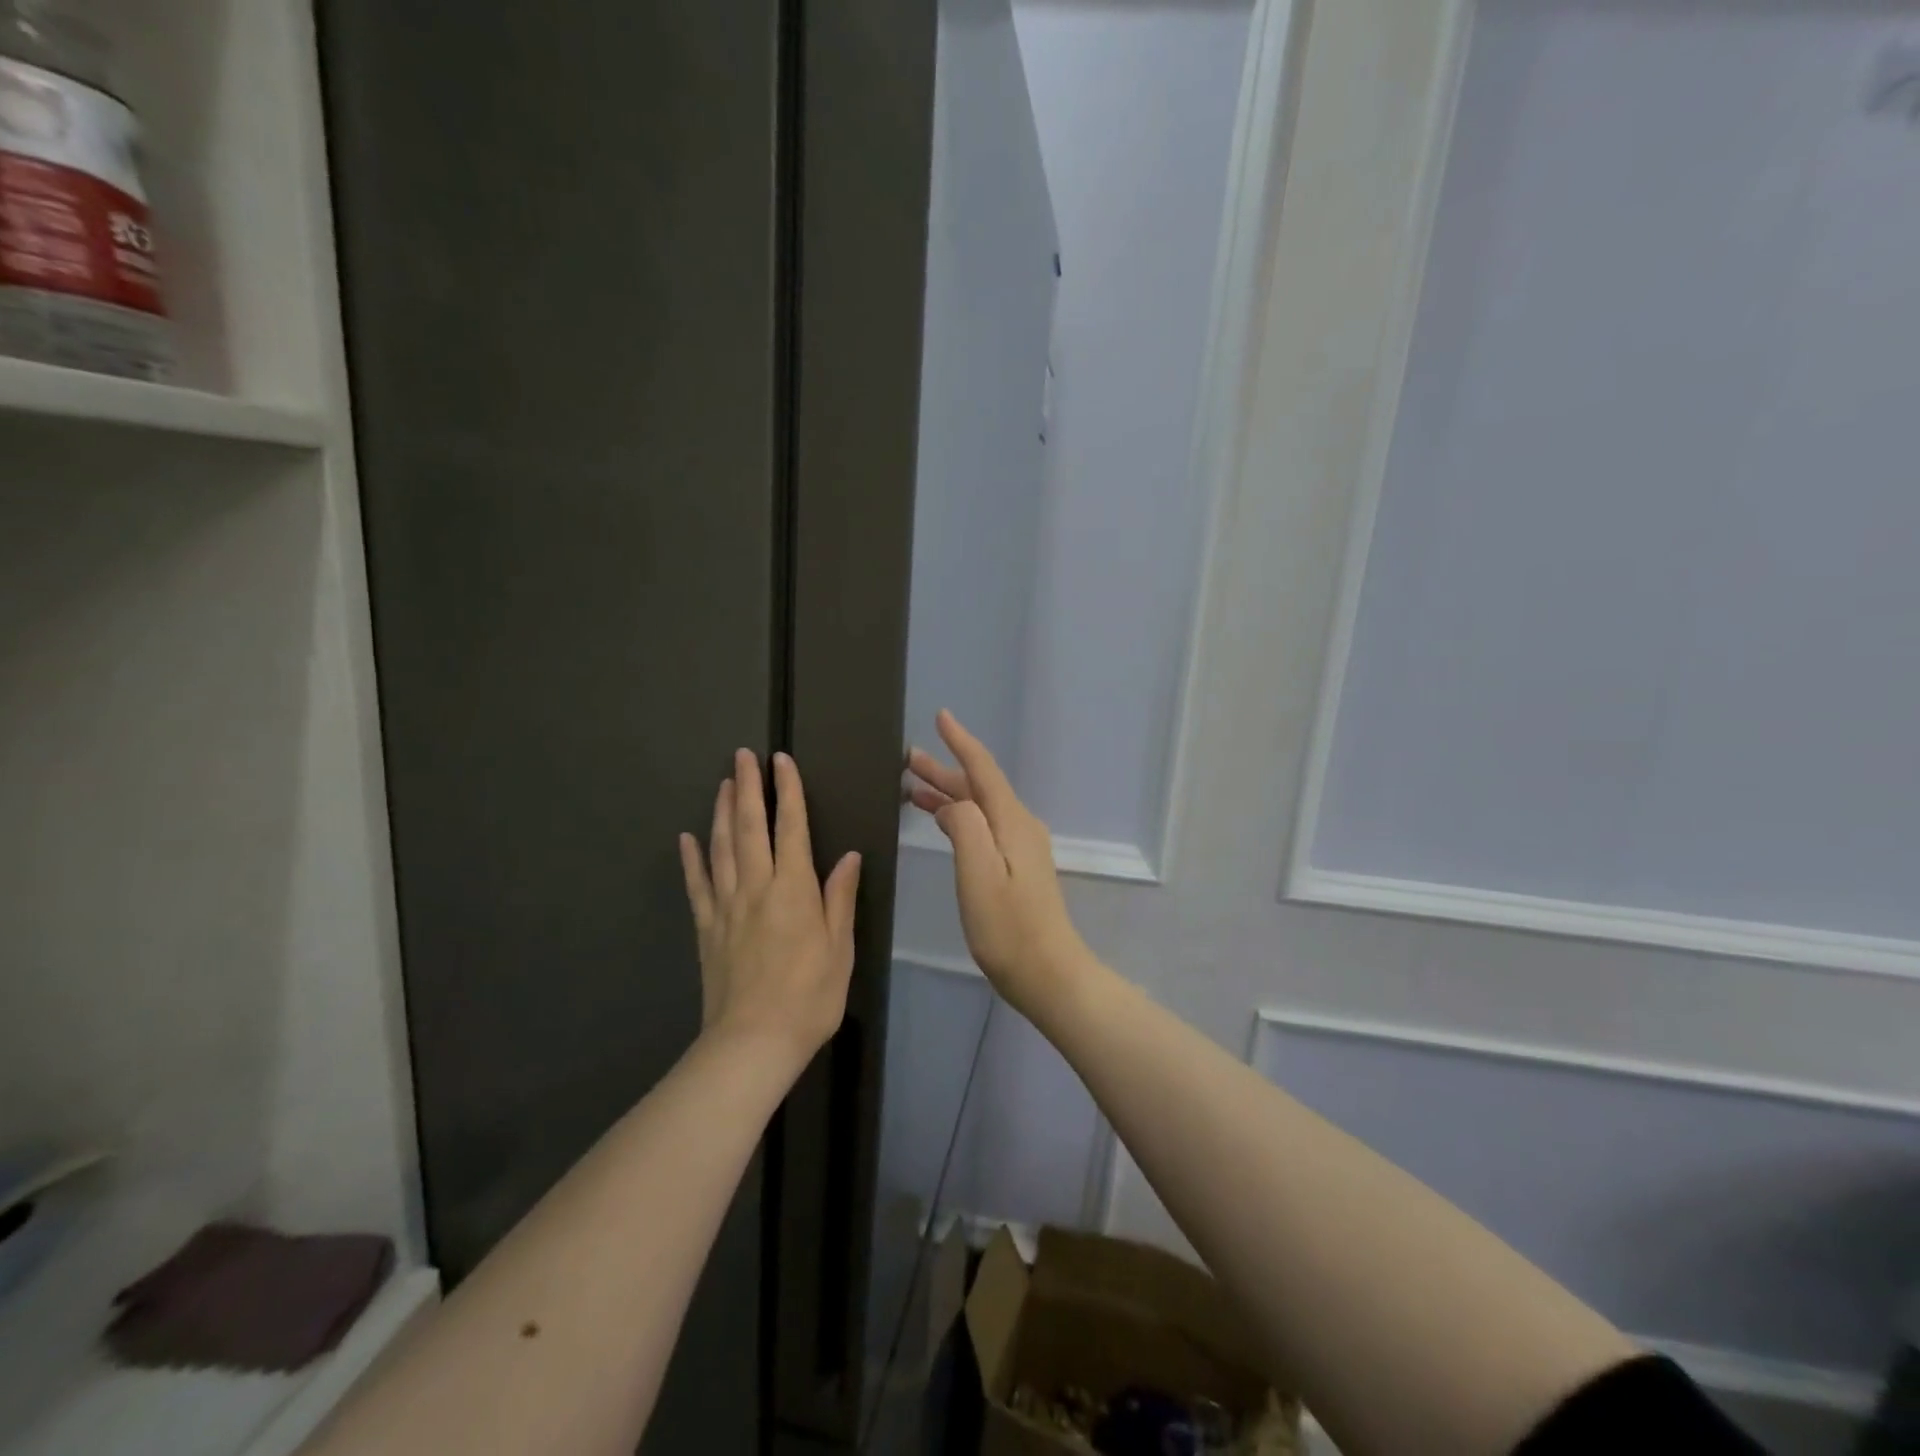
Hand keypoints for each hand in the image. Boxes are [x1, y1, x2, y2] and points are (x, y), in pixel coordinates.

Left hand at [680, 749, 860, 1073]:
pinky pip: (697, 886)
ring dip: (723, 812)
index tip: (781, 761)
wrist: (753, 1042)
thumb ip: (840, 898)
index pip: (792, 828)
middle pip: (750, 828)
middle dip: (748, 788)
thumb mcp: (841, 948)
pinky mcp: (706, 928)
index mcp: (794, 889)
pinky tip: (687, 838)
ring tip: (724, 784)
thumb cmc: (810, 996)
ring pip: (722, 848)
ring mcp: (726, 907)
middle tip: (742, 756)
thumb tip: (848, 856)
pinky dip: (692, 859)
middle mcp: (757, 887)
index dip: (788, 792)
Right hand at [906, 710, 1094, 1021]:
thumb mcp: (979, 875)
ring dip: (948, 794)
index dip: (961, 742)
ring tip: (911, 786)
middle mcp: (1019, 827)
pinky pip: (982, 827)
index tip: (941, 716)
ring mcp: (1021, 848)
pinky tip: (941, 821)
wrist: (1050, 975)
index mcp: (1011, 823)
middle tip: (907, 757)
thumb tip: (955, 803)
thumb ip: (965, 828)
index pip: (983, 770)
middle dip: (944, 770)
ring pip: (979, 808)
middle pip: (978, 787)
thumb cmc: (1009, 929)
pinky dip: (958, 817)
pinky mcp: (1017, 868)